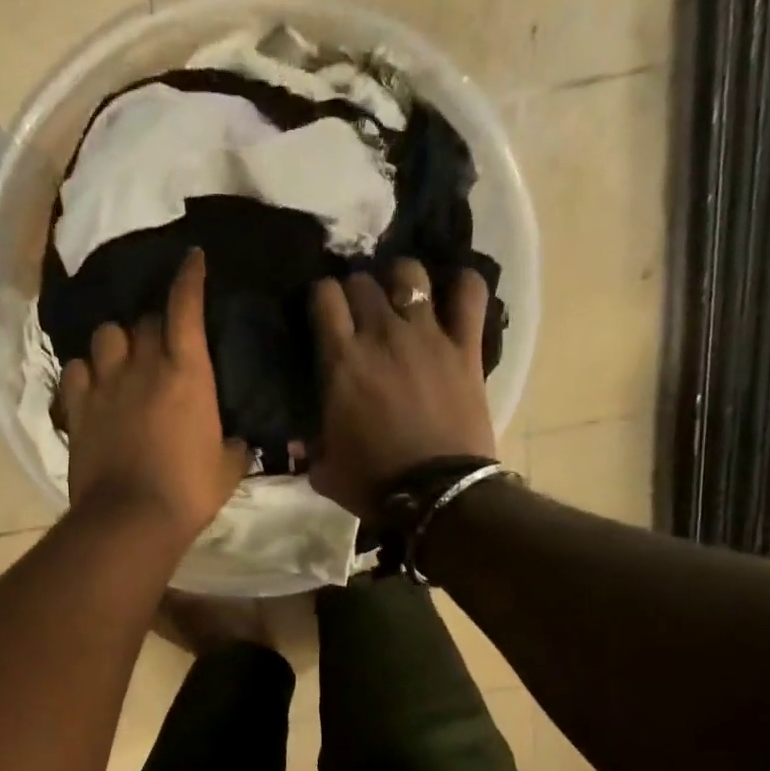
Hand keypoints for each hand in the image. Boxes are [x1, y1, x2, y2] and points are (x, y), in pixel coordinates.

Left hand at [59, 249, 248, 544]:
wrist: (131, 518)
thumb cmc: (188, 492)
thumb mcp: (227, 470)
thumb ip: (234, 446)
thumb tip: (236, 441)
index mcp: (187, 373)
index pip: (185, 307)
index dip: (189, 278)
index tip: (192, 259)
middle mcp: (143, 366)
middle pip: (145, 320)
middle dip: (156, 324)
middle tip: (163, 341)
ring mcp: (105, 384)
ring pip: (106, 335)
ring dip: (118, 341)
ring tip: (122, 358)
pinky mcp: (77, 408)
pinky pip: (76, 369)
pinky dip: (86, 371)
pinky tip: (93, 383)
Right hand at [308, 260, 495, 520]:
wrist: (436, 495)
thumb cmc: (373, 484)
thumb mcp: (324, 470)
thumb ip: (310, 446)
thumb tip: (299, 441)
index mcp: (342, 362)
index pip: (324, 297)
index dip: (320, 298)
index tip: (321, 313)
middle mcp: (382, 335)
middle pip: (363, 282)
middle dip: (355, 291)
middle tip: (358, 313)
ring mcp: (428, 336)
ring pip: (410, 275)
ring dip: (400, 281)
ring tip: (400, 299)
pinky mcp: (466, 347)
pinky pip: (470, 293)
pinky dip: (462, 286)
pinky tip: (453, 293)